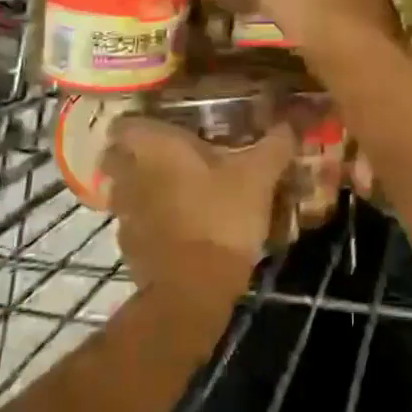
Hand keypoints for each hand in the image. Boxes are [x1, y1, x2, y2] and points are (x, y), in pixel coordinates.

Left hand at [104, 116, 296, 311]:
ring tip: (177, 188)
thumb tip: (293, 121)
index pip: (124, 122)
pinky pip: (136, 223)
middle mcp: (130, 175)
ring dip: (144, 187)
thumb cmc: (220, 217)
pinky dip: (151, 221)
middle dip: (137, 153)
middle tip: (170, 151)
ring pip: (125, 190)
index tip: (161, 119)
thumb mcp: (258, 177)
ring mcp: (125, 215)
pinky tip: (179, 224)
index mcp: (154, 147)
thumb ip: (276, 144)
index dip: (138, 119)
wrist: (193, 292)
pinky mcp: (130, 248)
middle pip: (118, 156)